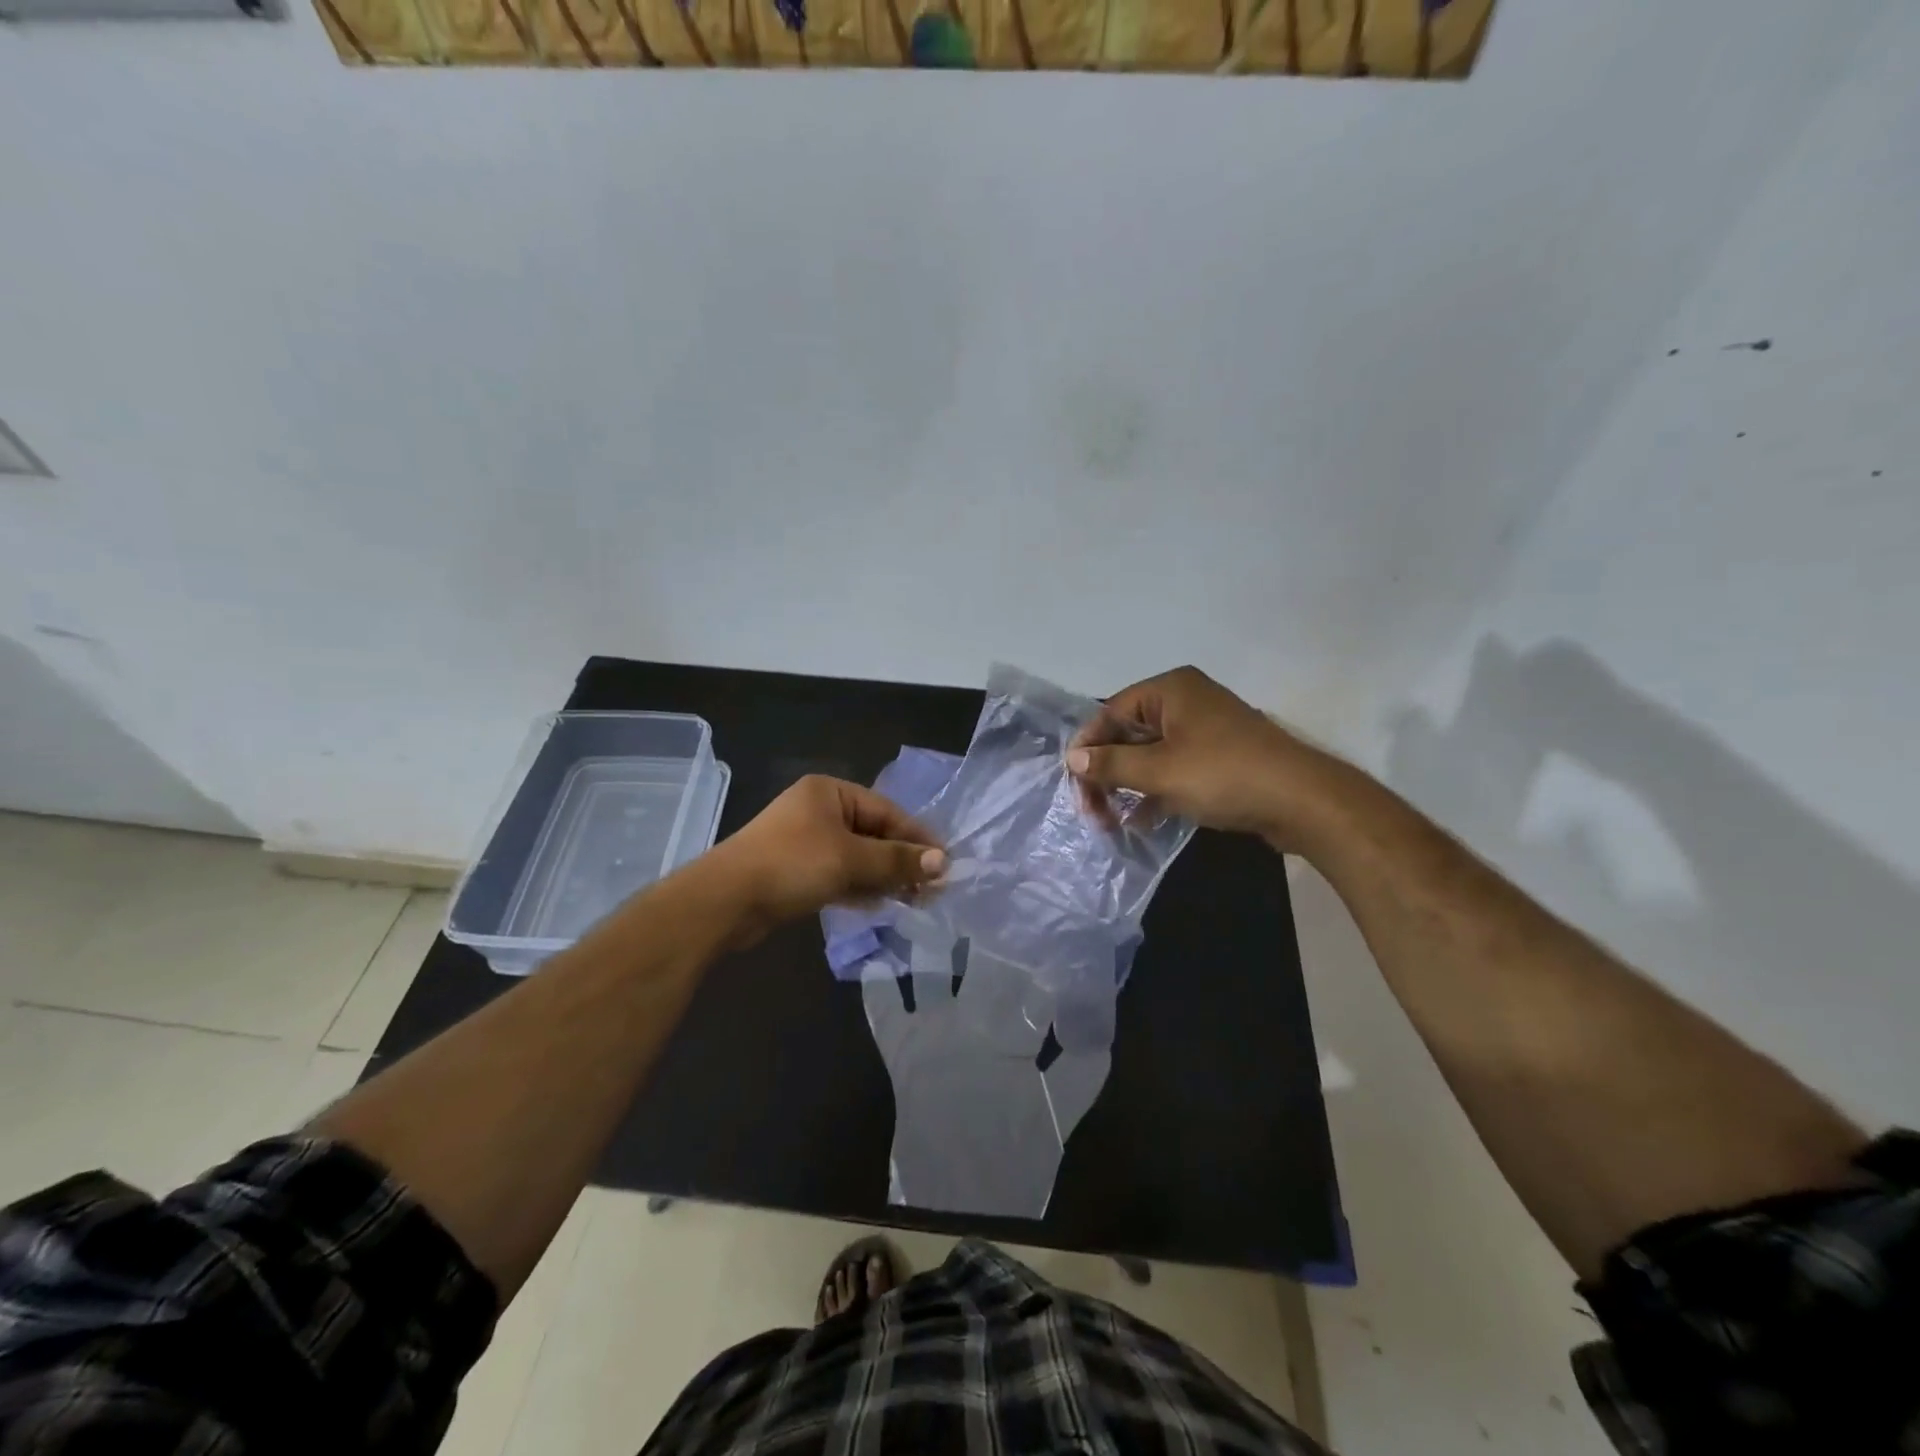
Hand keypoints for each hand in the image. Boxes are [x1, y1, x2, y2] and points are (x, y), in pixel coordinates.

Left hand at [711, 775, 946, 939]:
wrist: (725, 901)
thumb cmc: (791, 865)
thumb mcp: (849, 859)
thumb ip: (896, 860)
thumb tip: (942, 862)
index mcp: (830, 792)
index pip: (887, 811)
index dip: (917, 837)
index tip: (944, 863)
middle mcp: (819, 810)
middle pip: (873, 834)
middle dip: (901, 861)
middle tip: (932, 889)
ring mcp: (806, 841)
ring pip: (857, 857)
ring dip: (883, 877)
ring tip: (914, 901)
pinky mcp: (797, 871)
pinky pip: (839, 875)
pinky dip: (860, 887)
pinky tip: (881, 905)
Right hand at [1066, 665, 1352, 851]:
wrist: (1301, 801)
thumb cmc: (1223, 775)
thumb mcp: (1158, 771)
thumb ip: (1111, 764)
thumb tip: (1073, 758)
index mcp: (1170, 690)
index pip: (1111, 712)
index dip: (1088, 747)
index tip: (1073, 782)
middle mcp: (1185, 702)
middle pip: (1129, 734)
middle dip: (1107, 773)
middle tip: (1093, 811)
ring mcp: (1204, 730)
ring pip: (1150, 755)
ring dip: (1128, 787)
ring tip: (1111, 822)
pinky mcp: (1218, 758)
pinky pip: (1173, 769)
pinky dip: (1155, 792)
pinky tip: (1141, 822)